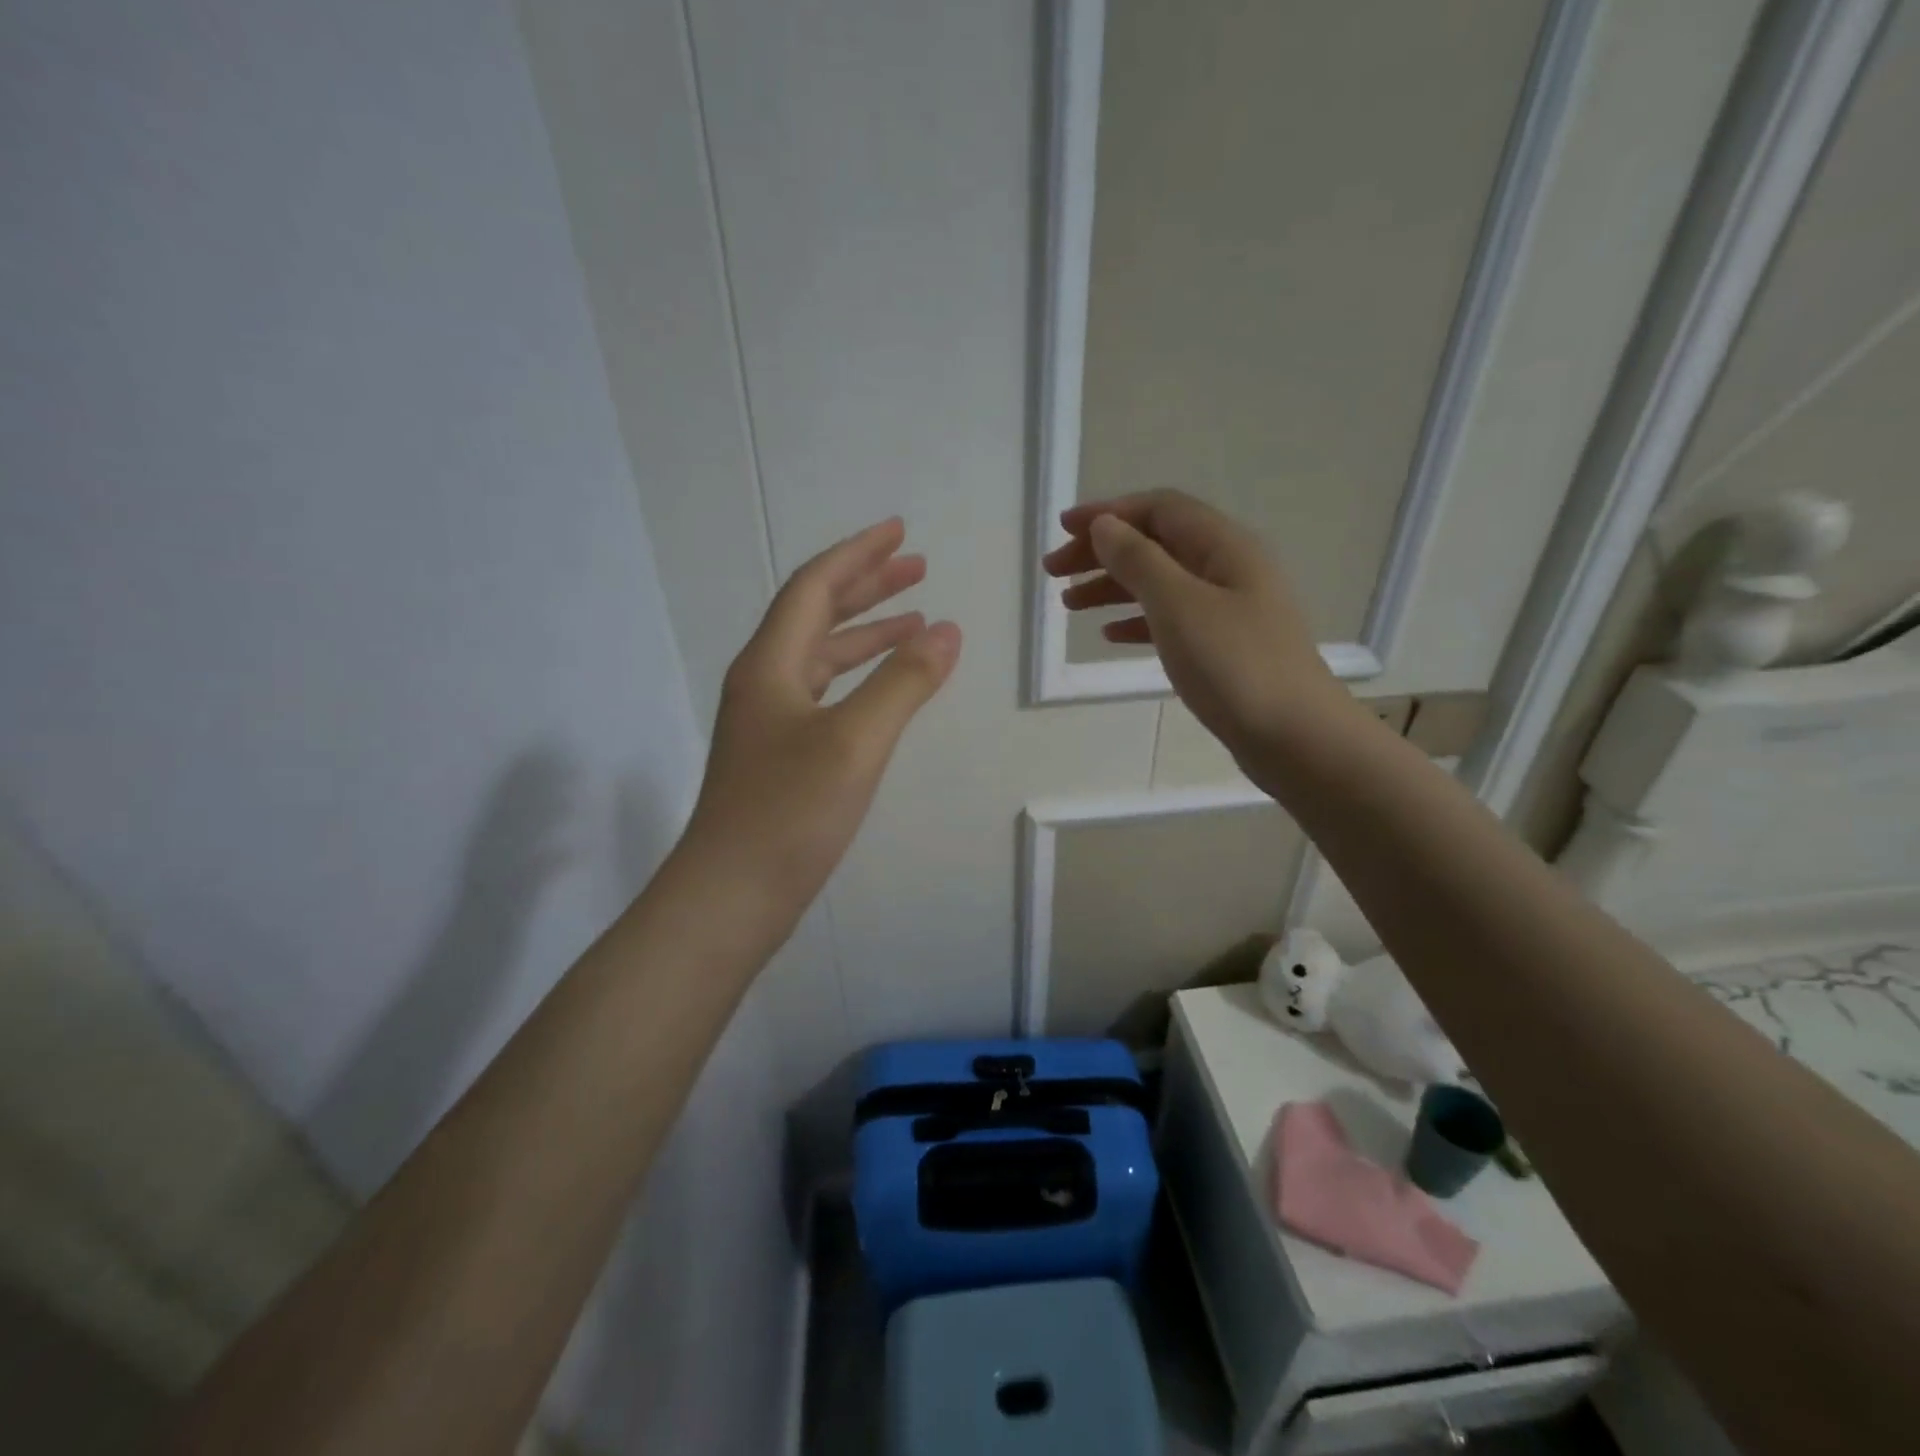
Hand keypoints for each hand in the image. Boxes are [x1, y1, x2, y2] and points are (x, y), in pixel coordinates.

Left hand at [684, 517, 960, 919]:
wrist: (731, 897)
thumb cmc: (788, 813)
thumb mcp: (855, 741)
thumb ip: (903, 683)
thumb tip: (947, 630)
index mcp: (771, 664)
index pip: (815, 588)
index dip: (858, 555)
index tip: (900, 532)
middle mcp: (765, 682)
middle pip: (817, 615)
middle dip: (867, 587)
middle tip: (917, 569)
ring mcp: (770, 722)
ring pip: (823, 657)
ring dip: (868, 634)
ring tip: (917, 622)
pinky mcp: (781, 756)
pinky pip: (826, 695)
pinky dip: (860, 678)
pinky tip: (886, 689)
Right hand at [1043, 489, 1345, 761]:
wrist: (1296, 738)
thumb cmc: (1235, 666)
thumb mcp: (1178, 605)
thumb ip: (1138, 561)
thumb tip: (1105, 526)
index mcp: (1224, 546)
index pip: (1159, 509)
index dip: (1109, 513)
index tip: (1062, 530)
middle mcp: (1229, 568)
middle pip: (1157, 544)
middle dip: (1103, 552)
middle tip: (1054, 572)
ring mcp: (1229, 609)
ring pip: (1160, 583)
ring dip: (1113, 586)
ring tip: (1070, 604)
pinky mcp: (1224, 646)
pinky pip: (1172, 619)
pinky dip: (1137, 620)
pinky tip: (1110, 635)